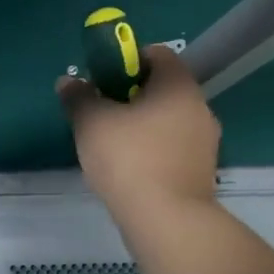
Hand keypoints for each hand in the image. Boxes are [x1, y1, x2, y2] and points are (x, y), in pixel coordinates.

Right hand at [57, 44, 220, 215]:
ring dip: (143, 125)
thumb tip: (68, 81)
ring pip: (168, 120)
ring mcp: (205, 141)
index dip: (128, 60)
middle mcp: (200, 107)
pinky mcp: (201, 170)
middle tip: (101, 112)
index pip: (158, 54)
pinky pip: (173, 147)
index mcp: (178, 86)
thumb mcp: (91, 123)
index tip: (103, 79)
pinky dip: (152, 150)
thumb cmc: (129, 158)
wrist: (166, 219)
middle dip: (132, 95)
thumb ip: (79, 98)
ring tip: (112, 145)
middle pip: (163, 88)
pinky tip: (129, 169)